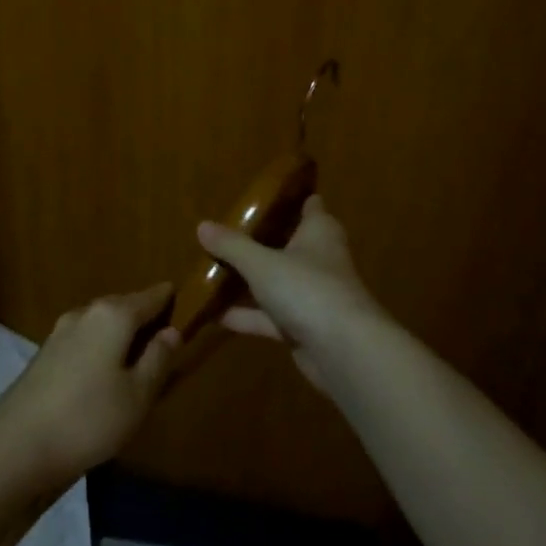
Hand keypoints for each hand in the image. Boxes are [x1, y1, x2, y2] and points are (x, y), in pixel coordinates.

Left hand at [0, 283, 181, 485]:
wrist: (16, 445)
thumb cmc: (89, 418)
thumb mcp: (138, 394)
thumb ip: (158, 358)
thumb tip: (172, 331)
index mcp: (113, 315)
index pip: (151, 296)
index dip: (171, 299)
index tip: (189, 306)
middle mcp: (85, 313)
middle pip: (124, 305)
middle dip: (146, 317)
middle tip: (168, 338)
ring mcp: (60, 332)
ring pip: (102, 323)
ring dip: (122, 334)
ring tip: (140, 358)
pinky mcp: (45, 354)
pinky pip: (85, 339)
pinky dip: (102, 347)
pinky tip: (107, 373)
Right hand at [198, 197, 387, 394]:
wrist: (343, 352)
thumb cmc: (307, 289)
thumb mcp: (261, 263)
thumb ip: (232, 245)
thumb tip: (202, 226)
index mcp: (318, 233)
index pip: (309, 205)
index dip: (289, 197)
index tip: (261, 193)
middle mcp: (319, 260)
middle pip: (287, 244)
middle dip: (258, 240)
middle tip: (224, 233)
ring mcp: (312, 296)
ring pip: (275, 282)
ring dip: (247, 281)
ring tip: (209, 272)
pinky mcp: (303, 328)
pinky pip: (269, 316)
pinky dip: (245, 315)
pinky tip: (213, 315)